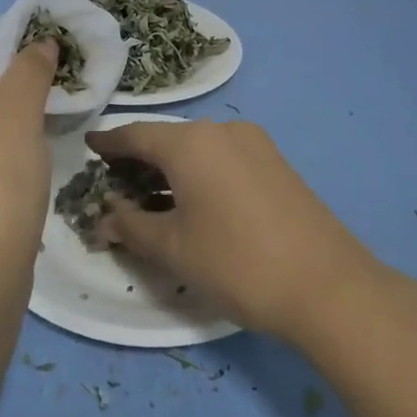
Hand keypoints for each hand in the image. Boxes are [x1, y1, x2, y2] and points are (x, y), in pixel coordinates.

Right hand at [87, 120, 373, 338]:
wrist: (327, 285)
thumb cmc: (237, 263)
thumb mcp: (174, 249)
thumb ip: (131, 227)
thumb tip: (105, 217)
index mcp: (192, 142)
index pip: (136, 134)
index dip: (109, 143)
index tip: (89, 148)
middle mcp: (223, 130)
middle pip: (168, 139)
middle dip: (139, 160)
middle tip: (113, 184)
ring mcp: (256, 144)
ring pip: (198, 149)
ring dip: (171, 169)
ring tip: (148, 197)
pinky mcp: (276, 163)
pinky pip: (224, 159)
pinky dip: (200, 174)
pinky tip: (191, 201)